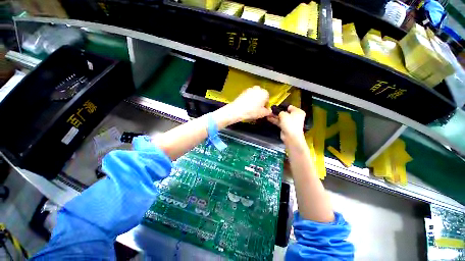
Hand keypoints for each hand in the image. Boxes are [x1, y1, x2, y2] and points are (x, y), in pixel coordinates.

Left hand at [215, 86, 270, 125]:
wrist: (238, 110)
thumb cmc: (252, 111)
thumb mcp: (263, 113)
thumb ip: (268, 112)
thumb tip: (269, 111)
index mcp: (265, 93)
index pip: (268, 100)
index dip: (266, 107)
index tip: (263, 112)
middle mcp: (258, 89)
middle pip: (261, 97)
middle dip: (260, 103)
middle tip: (257, 111)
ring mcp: (249, 89)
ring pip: (254, 97)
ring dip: (254, 102)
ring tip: (251, 109)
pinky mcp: (243, 92)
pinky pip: (248, 97)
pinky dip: (248, 101)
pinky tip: (246, 107)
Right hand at [267, 105, 305, 144]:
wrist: (291, 136)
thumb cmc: (289, 123)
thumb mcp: (283, 114)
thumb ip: (279, 111)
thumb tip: (276, 110)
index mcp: (298, 112)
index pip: (289, 107)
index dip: (282, 106)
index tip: (275, 106)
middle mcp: (295, 116)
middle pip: (284, 112)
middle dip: (277, 112)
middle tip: (270, 110)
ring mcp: (290, 122)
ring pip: (281, 117)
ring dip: (274, 116)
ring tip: (267, 114)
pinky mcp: (285, 127)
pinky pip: (279, 122)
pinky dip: (275, 120)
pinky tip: (268, 118)